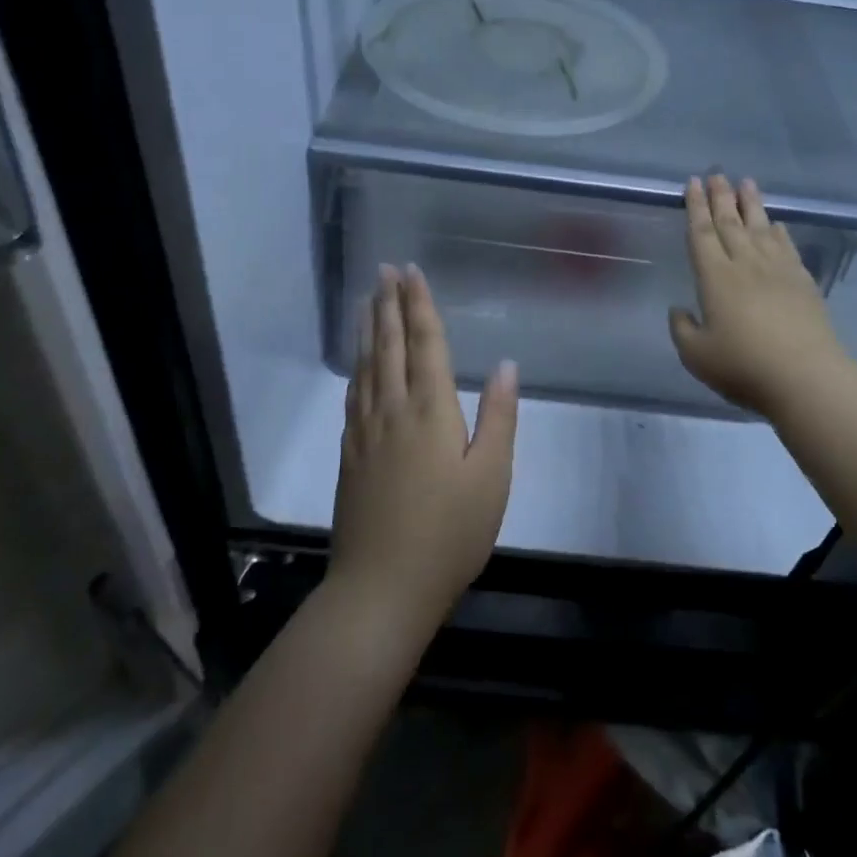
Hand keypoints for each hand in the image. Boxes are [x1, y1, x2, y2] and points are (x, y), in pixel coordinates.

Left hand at [329, 263, 516, 639]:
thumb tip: (506, 364)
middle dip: (388, 303)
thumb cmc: (449, 533)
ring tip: (367, 299)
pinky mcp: (350, 452)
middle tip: (383, 269)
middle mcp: (393, 409)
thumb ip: (498, 416)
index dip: (419, 305)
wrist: (381, 588)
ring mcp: (365, 430)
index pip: (425, 343)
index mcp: (430, 410)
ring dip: (368, 327)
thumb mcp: (491, 477)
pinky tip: (358, 362)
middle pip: (389, 345)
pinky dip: (356, 365)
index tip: (411, 272)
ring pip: (366, 365)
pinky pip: (353, 393)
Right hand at [669, 174, 847, 419]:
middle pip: (730, 223)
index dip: (695, 207)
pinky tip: (776, 224)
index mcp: (715, 277)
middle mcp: (745, 264)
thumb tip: (680, 310)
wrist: (805, 377)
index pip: (701, 233)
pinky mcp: (802, 282)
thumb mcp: (696, 355)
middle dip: (721, 197)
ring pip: (760, 228)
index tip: (693, 183)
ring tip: (746, 182)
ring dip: (751, 204)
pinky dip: (779, 232)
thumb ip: (682, 329)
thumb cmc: (743, 366)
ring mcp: (777, 270)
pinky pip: (787, 247)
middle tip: (717, 174)